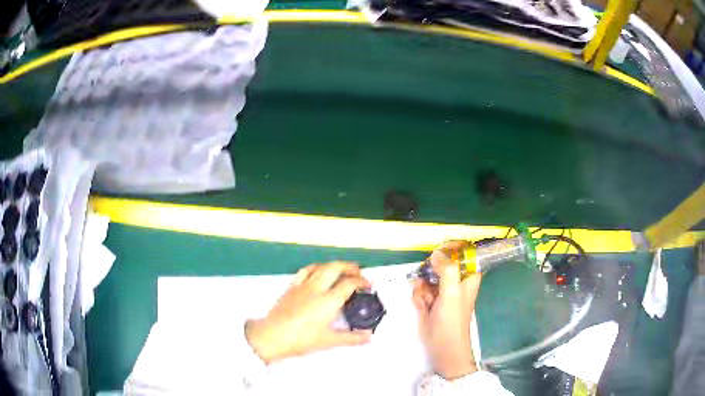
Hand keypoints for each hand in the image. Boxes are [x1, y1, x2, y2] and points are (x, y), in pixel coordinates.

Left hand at [245, 262, 372, 363]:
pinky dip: (317, 267)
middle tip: (359, 273)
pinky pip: (306, 270)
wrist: (272, 336)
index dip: (362, 281)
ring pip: (321, 266)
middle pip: (336, 268)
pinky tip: (319, 272)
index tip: (368, 285)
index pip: (349, 284)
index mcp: (328, 301)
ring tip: (342, 270)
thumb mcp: (329, 341)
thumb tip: (369, 338)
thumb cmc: (301, 339)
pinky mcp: (291, 287)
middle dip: (350, 267)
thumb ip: (352, 338)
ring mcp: (302, 285)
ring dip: (335, 265)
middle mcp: (317, 288)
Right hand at [412, 241, 481, 379]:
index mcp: (467, 277)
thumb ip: (447, 270)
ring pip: (427, 278)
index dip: (451, 250)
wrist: (443, 348)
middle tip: (428, 283)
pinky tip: (421, 307)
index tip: (437, 251)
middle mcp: (455, 282)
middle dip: (429, 273)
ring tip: (426, 301)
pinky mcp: (430, 302)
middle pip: (440, 265)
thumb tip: (437, 252)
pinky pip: (420, 291)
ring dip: (422, 287)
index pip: (463, 254)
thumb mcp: (452, 293)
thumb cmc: (452, 320)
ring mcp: (442, 292)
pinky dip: (419, 297)